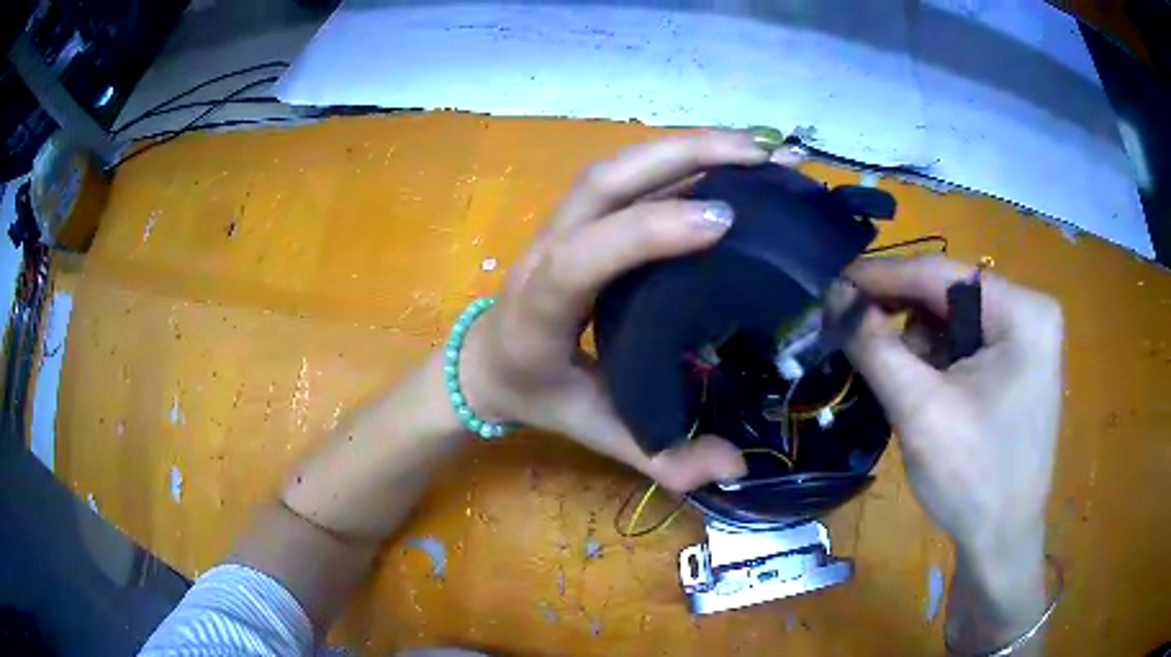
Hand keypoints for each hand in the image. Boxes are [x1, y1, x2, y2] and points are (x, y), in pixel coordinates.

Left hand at [458, 131, 796, 490]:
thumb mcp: (594, 431)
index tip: (722, 223)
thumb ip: (660, 458)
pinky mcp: (578, 215)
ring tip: (755, 148)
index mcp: (541, 308)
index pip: (584, 257)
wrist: (484, 361)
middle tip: (760, 155)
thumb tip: (734, 468)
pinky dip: (677, 160)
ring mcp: (560, 223)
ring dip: (686, 148)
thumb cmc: (537, 393)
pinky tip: (724, 160)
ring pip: (617, 167)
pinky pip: (627, 175)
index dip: (648, 232)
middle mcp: (546, 249)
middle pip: (604, 181)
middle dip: (683, 157)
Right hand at [841, 255, 1061, 650]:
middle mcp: (1030, 314)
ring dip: (916, 342)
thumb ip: (877, 347)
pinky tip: (917, 386)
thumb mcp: (921, 410)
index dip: (882, 277)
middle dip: (900, 314)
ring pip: (955, 321)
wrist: (1001, 543)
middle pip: (950, 296)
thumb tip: (836, 299)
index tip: (832, 286)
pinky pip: (966, 346)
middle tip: (849, 329)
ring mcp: (1026, 341)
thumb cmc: (973, 479)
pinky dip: (934, 360)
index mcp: (1023, 311)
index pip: (942, 274)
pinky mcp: (1017, 367)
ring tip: (887, 371)